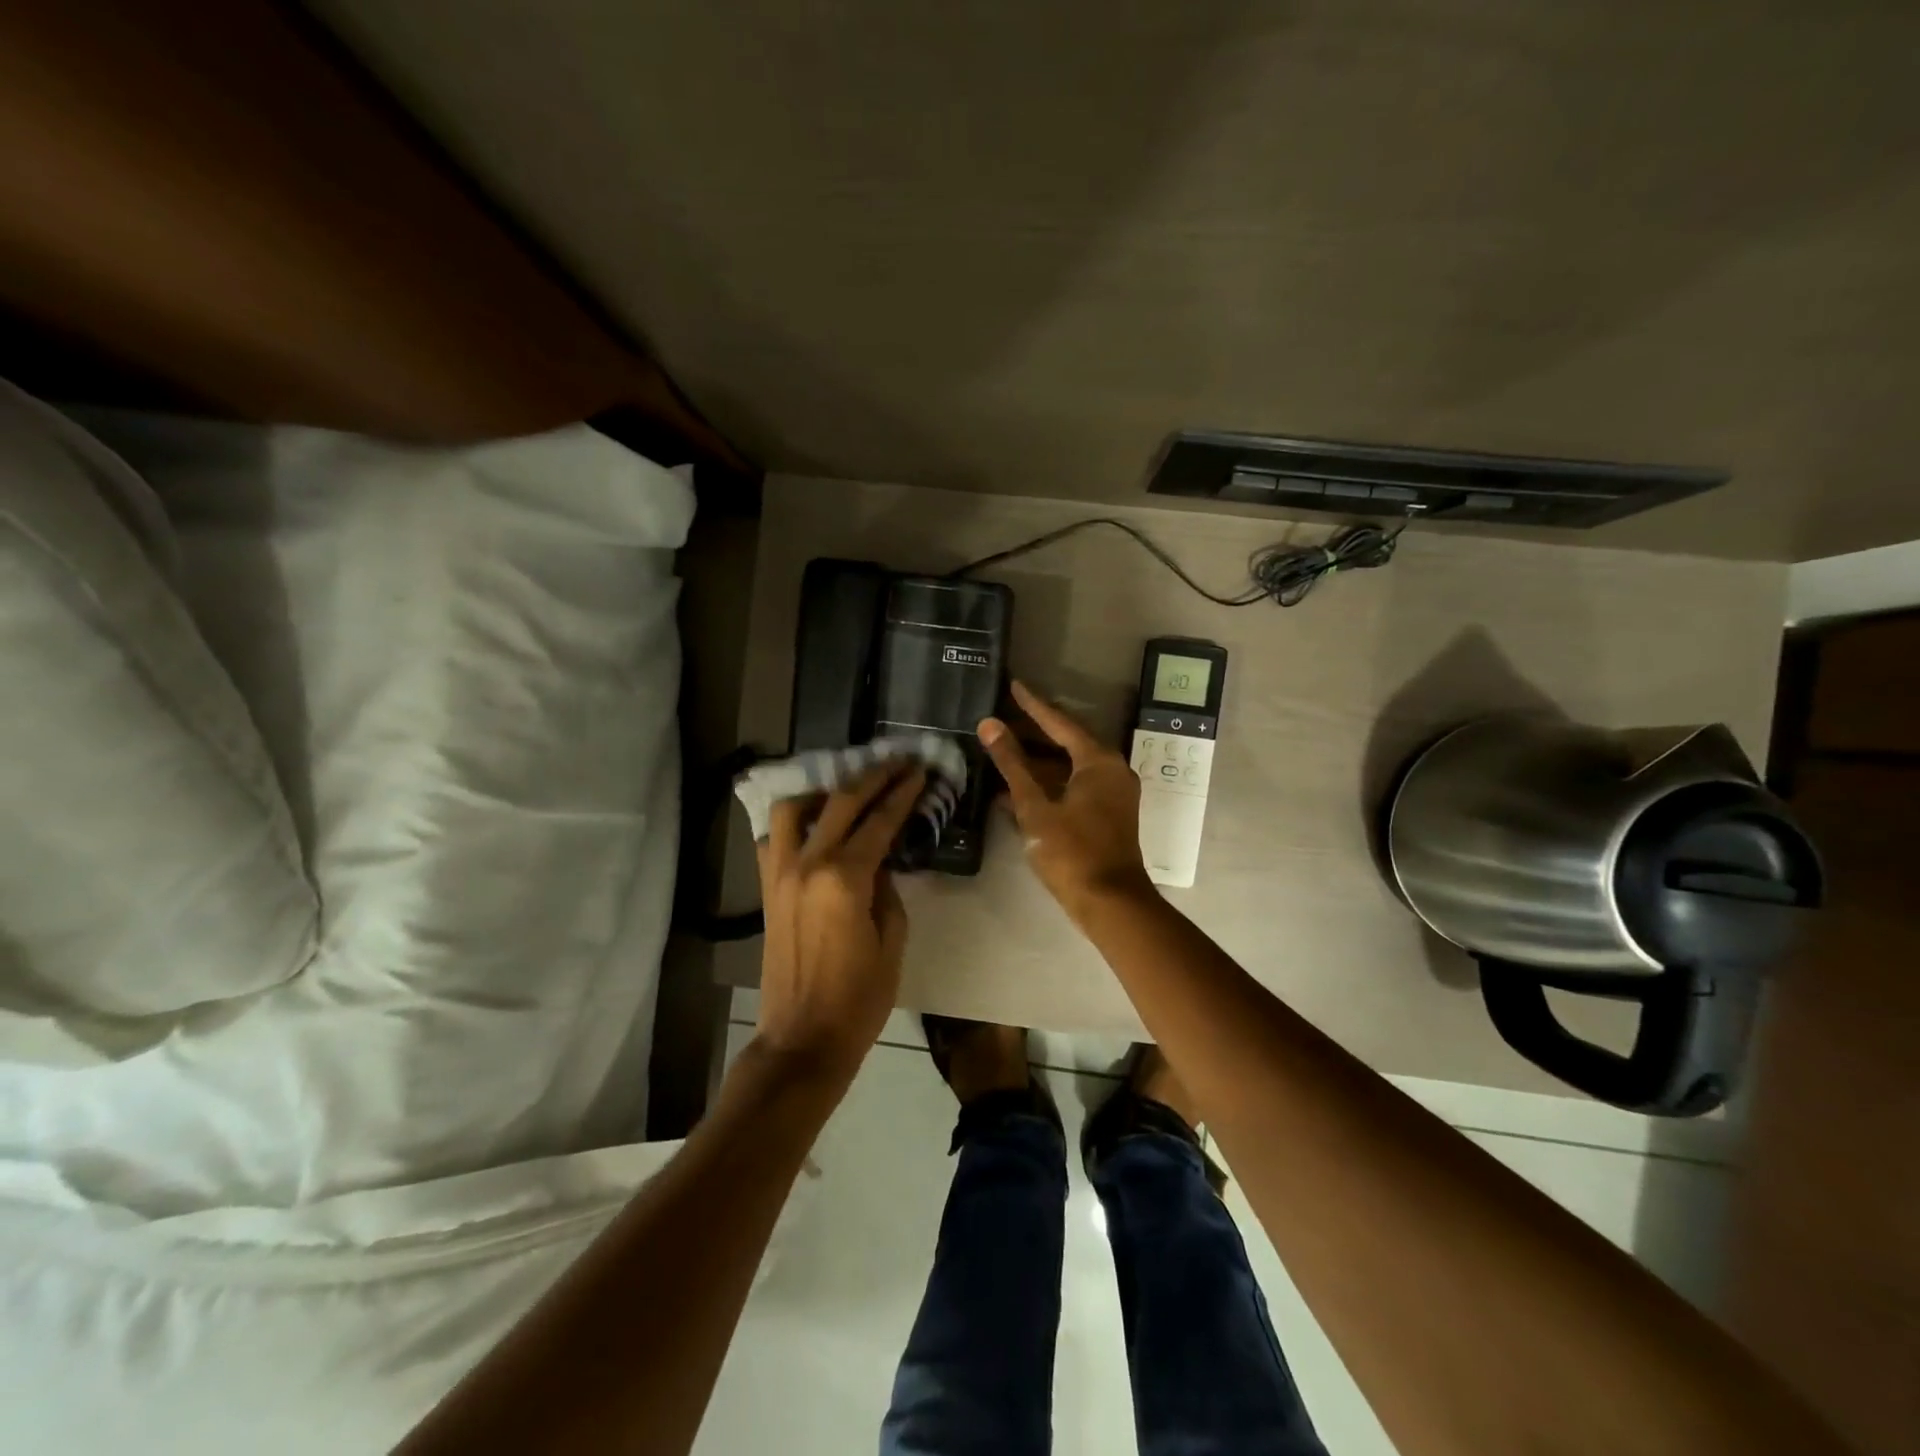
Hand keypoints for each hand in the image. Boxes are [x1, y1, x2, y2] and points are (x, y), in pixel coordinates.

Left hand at [754, 762, 926, 1082]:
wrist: (802, 1039)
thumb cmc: (858, 998)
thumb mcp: (891, 941)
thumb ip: (887, 890)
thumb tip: (880, 860)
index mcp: (844, 879)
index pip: (879, 821)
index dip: (902, 793)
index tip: (919, 771)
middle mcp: (807, 864)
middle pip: (841, 803)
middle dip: (873, 777)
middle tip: (898, 762)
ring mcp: (780, 873)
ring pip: (794, 809)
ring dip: (824, 790)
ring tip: (849, 788)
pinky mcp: (766, 888)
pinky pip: (773, 837)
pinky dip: (794, 819)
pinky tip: (814, 821)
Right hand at [978, 681, 1155, 923]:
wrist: (1109, 902)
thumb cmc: (1071, 851)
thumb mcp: (1035, 805)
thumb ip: (1012, 764)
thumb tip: (989, 725)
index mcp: (1098, 761)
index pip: (1060, 722)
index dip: (1033, 705)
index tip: (1013, 686)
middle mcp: (1111, 769)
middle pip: (1067, 741)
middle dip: (1034, 731)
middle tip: (1002, 717)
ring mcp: (1112, 793)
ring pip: (1070, 765)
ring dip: (1038, 760)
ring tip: (1003, 749)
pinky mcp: (1108, 813)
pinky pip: (1075, 785)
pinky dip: (1049, 782)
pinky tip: (1019, 787)